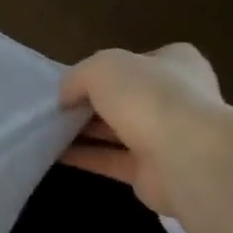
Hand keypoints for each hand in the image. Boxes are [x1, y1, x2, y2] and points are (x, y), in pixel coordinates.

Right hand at [58, 45, 223, 216]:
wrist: (184, 157)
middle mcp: (176, 98)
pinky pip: (112, 161)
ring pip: (118, 131)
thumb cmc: (148, 97)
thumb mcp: (102, 67)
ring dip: (85, 132)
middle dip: (91, 103)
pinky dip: (85, 157)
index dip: (105, 69)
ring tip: (47, 131)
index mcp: (176, 63)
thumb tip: (66, 97)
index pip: (138, 61)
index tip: (74, 82)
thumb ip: (78, 77)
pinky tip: (55, 154)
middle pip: (126, 98)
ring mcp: (168, 137)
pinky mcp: (153, 171)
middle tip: (56, 108)